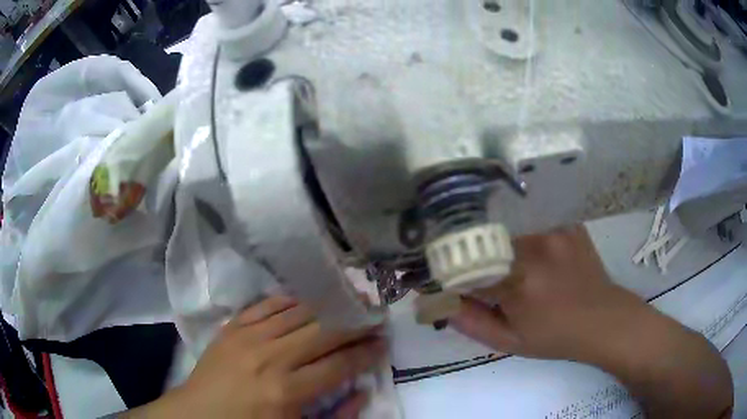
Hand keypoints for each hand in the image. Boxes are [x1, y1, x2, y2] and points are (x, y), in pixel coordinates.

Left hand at [130, 296, 385, 418]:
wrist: (198, 414)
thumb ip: (335, 415)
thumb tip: (362, 391)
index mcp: (287, 390)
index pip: (339, 364)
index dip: (366, 352)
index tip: (384, 342)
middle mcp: (270, 357)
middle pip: (323, 331)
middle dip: (355, 322)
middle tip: (376, 315)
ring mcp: (248, 337)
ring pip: (298, 312)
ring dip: (328, 304)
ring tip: (350, 298)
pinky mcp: (232, 326)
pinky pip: (267, 304)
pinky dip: (291, 299)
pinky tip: (307, 297)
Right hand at [449, 226, 733, 418]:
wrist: (603, 319)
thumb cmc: (556, 337)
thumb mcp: (509, 341)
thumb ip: (469, 321)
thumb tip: (436, 299)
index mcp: (519, 282)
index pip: (464, 265)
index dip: (447, 268)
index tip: (436, 272)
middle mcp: (535, 246)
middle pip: (483, 238)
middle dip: (468, 251)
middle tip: (466, 263)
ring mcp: (554, 228)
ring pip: (505, 225)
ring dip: (494, 239)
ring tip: (497, 254)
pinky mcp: (565, 221)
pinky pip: (530, 217)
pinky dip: (519, 226)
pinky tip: (525, 242)